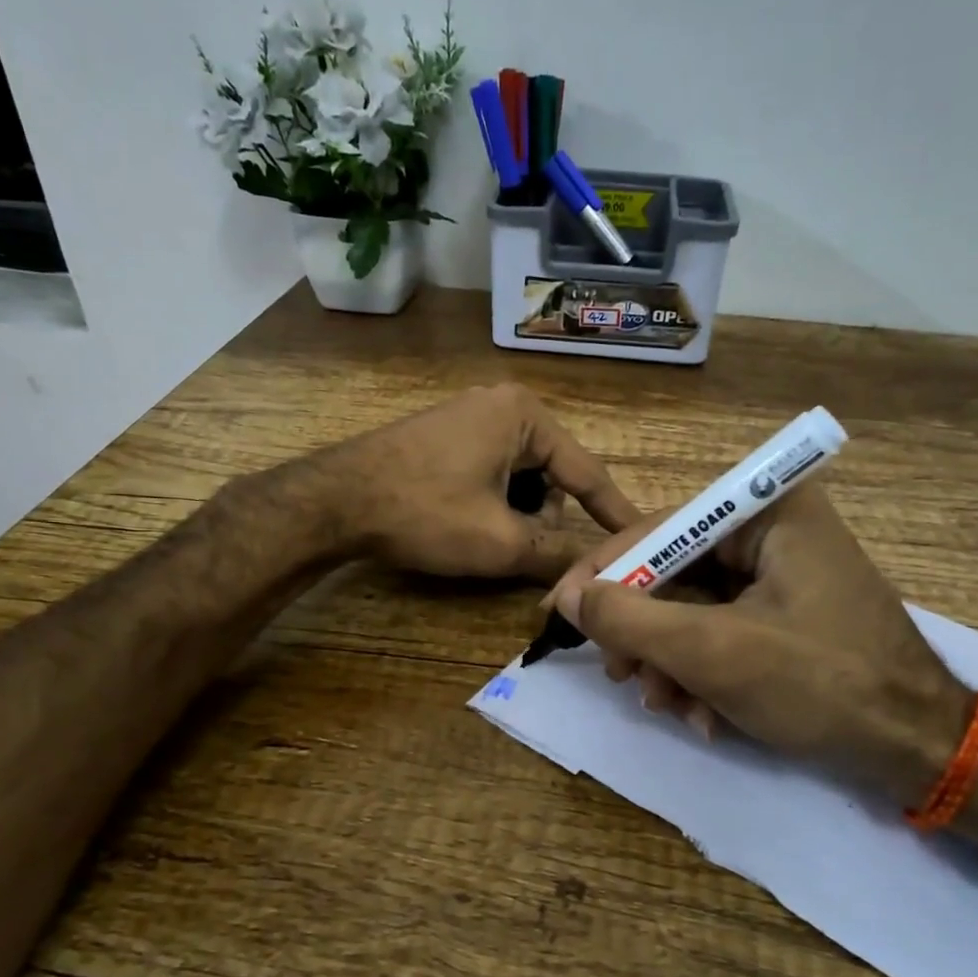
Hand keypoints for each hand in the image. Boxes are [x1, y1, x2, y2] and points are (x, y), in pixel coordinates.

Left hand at [330, 384, 639, 581]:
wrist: (334, 501)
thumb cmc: (426, 512)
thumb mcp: (499, 541)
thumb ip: (555, 554)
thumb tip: (592, 572)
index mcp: (525, 416)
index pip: (587, 472)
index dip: (614, 512)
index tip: (643, 536)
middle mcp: (501, 405)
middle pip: (550, 475)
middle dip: (542, 516)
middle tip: (518, 549)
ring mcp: (468, 416)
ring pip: (519, 477)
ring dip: (514, 513)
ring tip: (484, 538)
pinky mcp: (443, 434)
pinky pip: (490, 471)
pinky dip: (490, 502)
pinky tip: (463, 522)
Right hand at [546, 486, 973, 804]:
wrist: (921, 753)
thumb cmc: (823, 685)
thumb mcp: (714, 652)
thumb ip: (631, 620)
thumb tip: (565, 595)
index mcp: (769, 511)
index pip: (662, 528)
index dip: (606, 571)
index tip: (560, 610)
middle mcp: (774, 530)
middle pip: (674, 571)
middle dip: (645, 632)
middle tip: (622, 677)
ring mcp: (781, 575)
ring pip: (692, 608)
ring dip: (670, 662)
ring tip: (668, 706)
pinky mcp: (785, 615)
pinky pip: (720, 630)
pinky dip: (701, 672)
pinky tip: (703, 716)